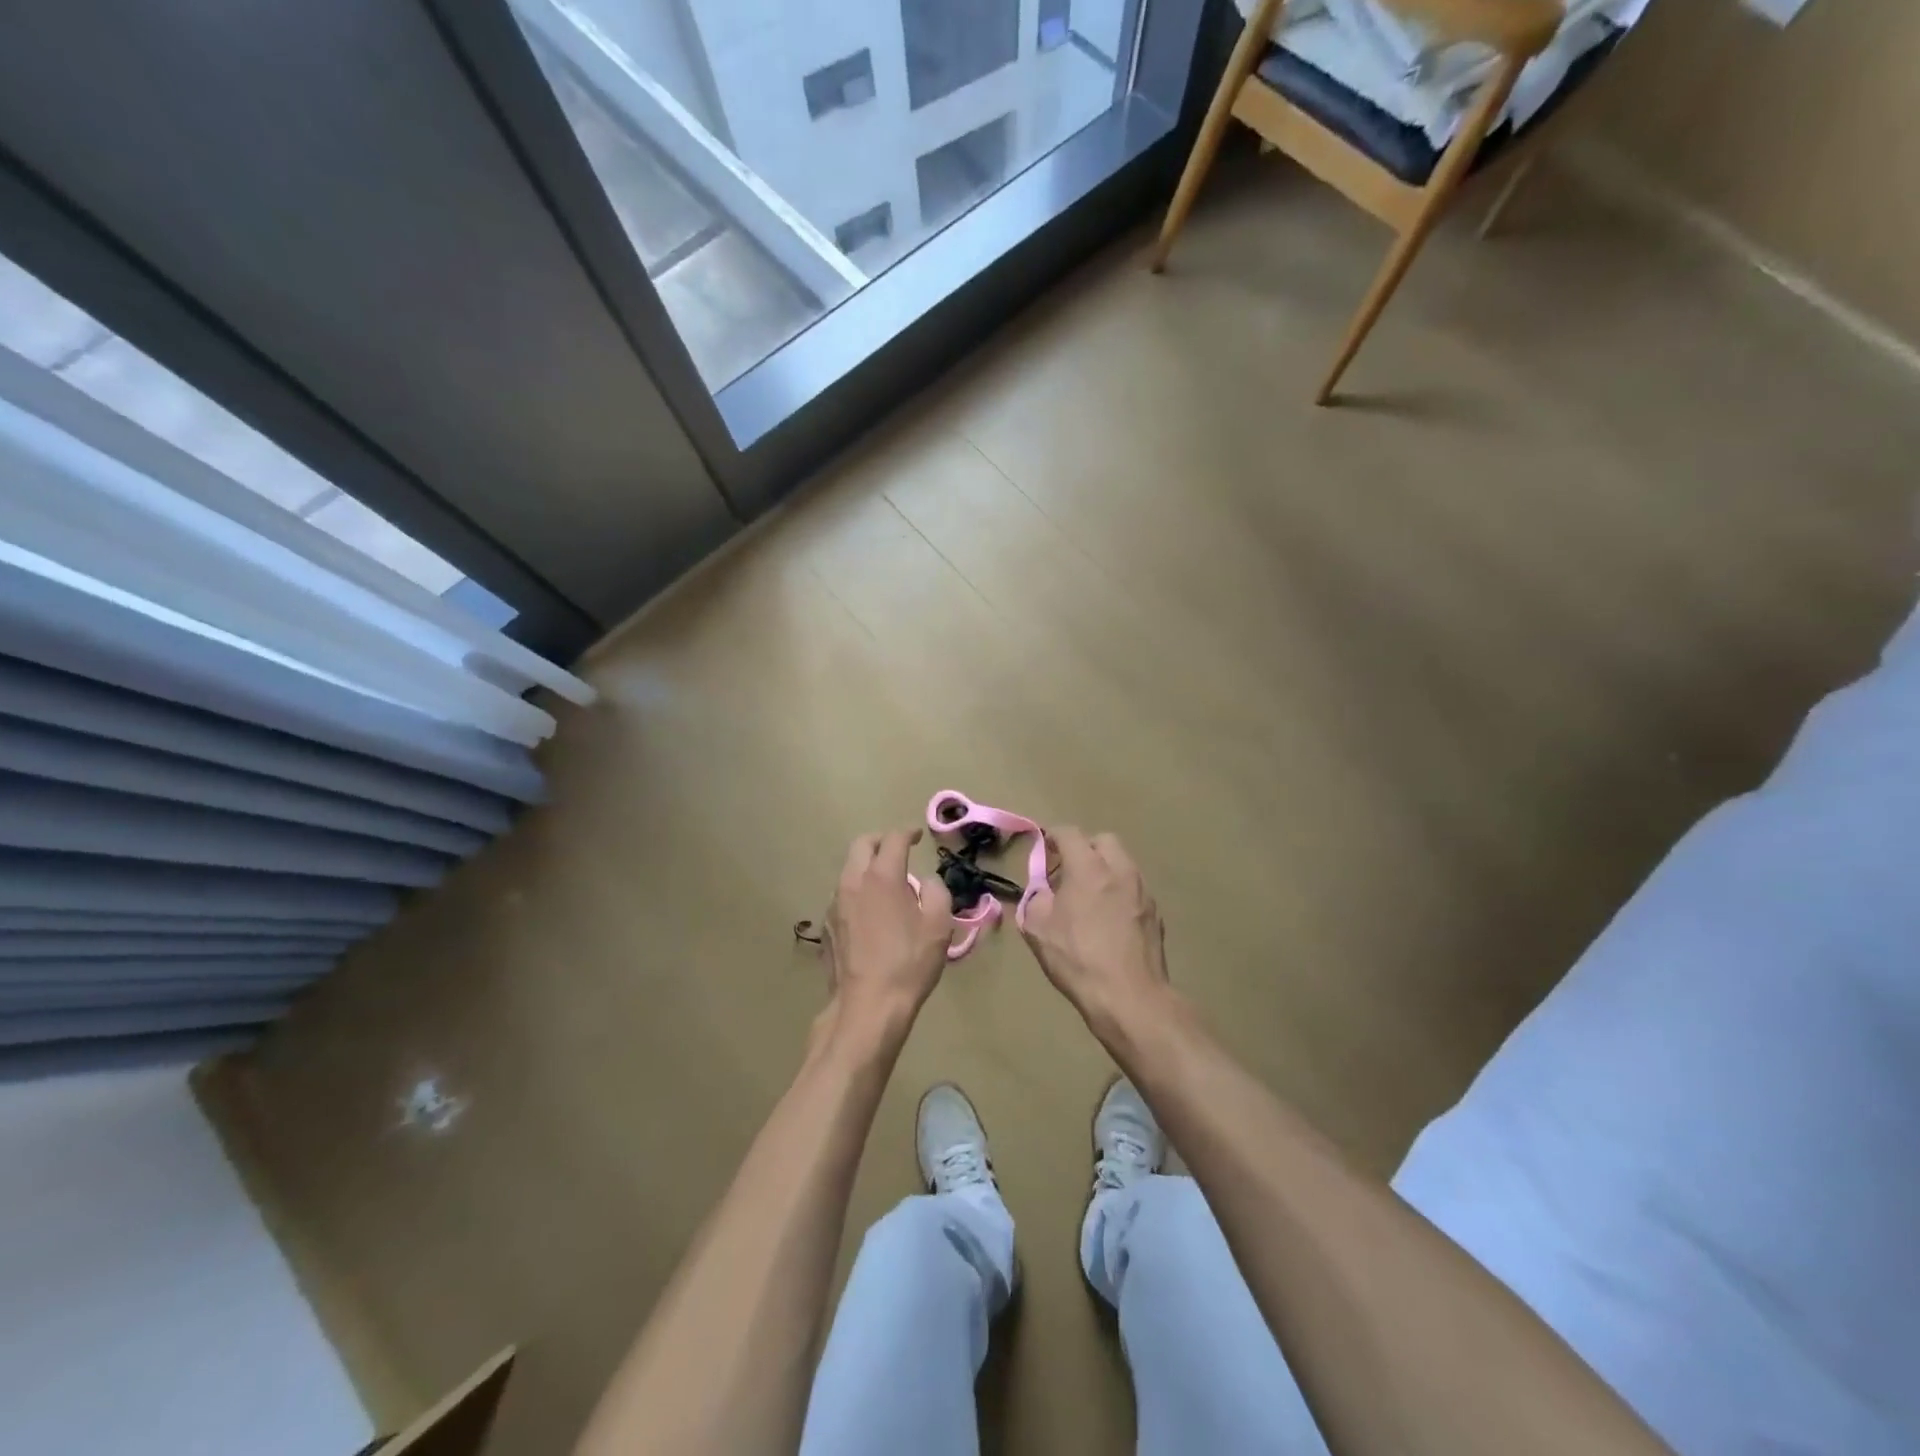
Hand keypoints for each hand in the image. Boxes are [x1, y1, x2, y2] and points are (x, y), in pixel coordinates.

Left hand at [822, 829, 953, 1035]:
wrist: (867, 1007)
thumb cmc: (908, 964)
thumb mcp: (939, 926)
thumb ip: (936, 892)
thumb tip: (925, 882)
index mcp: (882, 876)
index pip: (894, 839)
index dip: (908, 832)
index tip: (918, 836)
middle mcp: (853, 882)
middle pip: (862, 844)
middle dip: (881, 841)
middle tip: (898, 850)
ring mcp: (834, 904)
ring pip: (849, 870)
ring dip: (866, 867)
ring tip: (886, 885)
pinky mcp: (826, 926)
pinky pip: (842, 896)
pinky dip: (857, 892)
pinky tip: (870, 914)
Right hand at [1021, 828, 1170, 1030]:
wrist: (1129, 996)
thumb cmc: (1078, 959)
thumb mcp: (1038, 929)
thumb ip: (1034, 898)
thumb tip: (1041, 890)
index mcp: (1088, 868)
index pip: (1069, 833)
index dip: (1052, 836)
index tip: (1043, 849)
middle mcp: (1120, 870)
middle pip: (1102, 841)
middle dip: (1084, 849)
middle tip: (1068, 872)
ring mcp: (1142, 890)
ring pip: (1122, 863)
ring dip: (1104, 869)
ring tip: (1089, 897)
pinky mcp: (1155, 912)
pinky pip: (1133, 888)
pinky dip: (1119, 891)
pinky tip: (1109, 919)